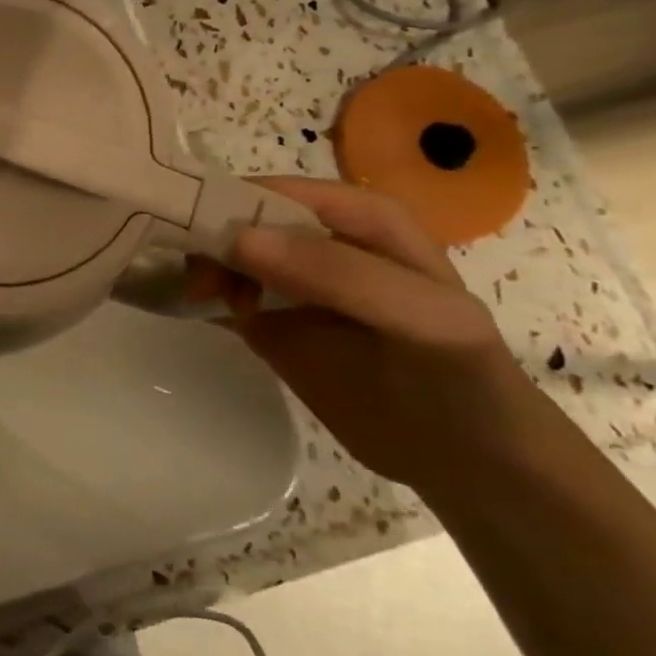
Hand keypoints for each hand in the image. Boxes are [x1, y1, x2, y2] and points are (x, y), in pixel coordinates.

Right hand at [190, 176, 559, 494]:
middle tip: (194, 277)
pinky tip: (194, 308)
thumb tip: (237, 239)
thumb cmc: (460, 377)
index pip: (281, 192)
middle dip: (211, 238)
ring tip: (198, 298)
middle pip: (245, 220)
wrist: (469, 462)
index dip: (233, 201)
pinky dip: (203, 296)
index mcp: (360, 218)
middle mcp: (319, 241)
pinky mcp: (271, 323)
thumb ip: (336, 273)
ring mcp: (291, 283)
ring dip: (205, 269)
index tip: (186, 226)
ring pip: (229, 256)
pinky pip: (226, 296)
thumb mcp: (418, 316)